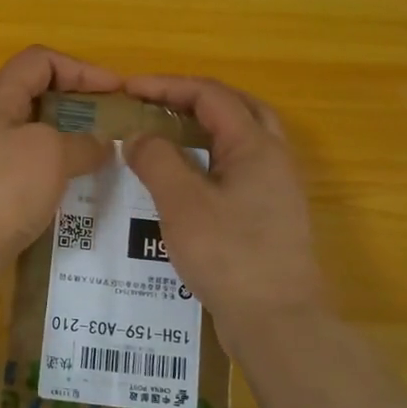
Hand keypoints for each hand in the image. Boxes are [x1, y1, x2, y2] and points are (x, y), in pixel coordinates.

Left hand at [0, 47, 119, 284]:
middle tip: (93, 120)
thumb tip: (100, 144)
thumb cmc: (0, 190)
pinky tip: (67, 194)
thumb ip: (82, 143)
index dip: (81, 69)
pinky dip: (45, 174)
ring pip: (22, 135)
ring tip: (91, 159)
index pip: (38, 61)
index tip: (116, 91)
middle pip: (24, 92)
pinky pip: (18, 170)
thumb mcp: (51, 155)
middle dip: (64, 100)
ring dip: (58, 141)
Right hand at [123, 76, 326, 334]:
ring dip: (205, 128)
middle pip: (237, 109)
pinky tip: (185, 181)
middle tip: (156, 104)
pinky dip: (211, 159)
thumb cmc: (229, 255)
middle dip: (194, 99)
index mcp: (257, 146)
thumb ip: (157, 160)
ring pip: (242, 140)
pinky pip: (239, 170)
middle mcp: (274, 159)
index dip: (168, 86)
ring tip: (167, 135)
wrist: (277, 321)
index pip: (211, 95)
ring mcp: (277, 189)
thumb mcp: (182, 203)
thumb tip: (138, 136)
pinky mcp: (271, 216)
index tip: (129, 89)